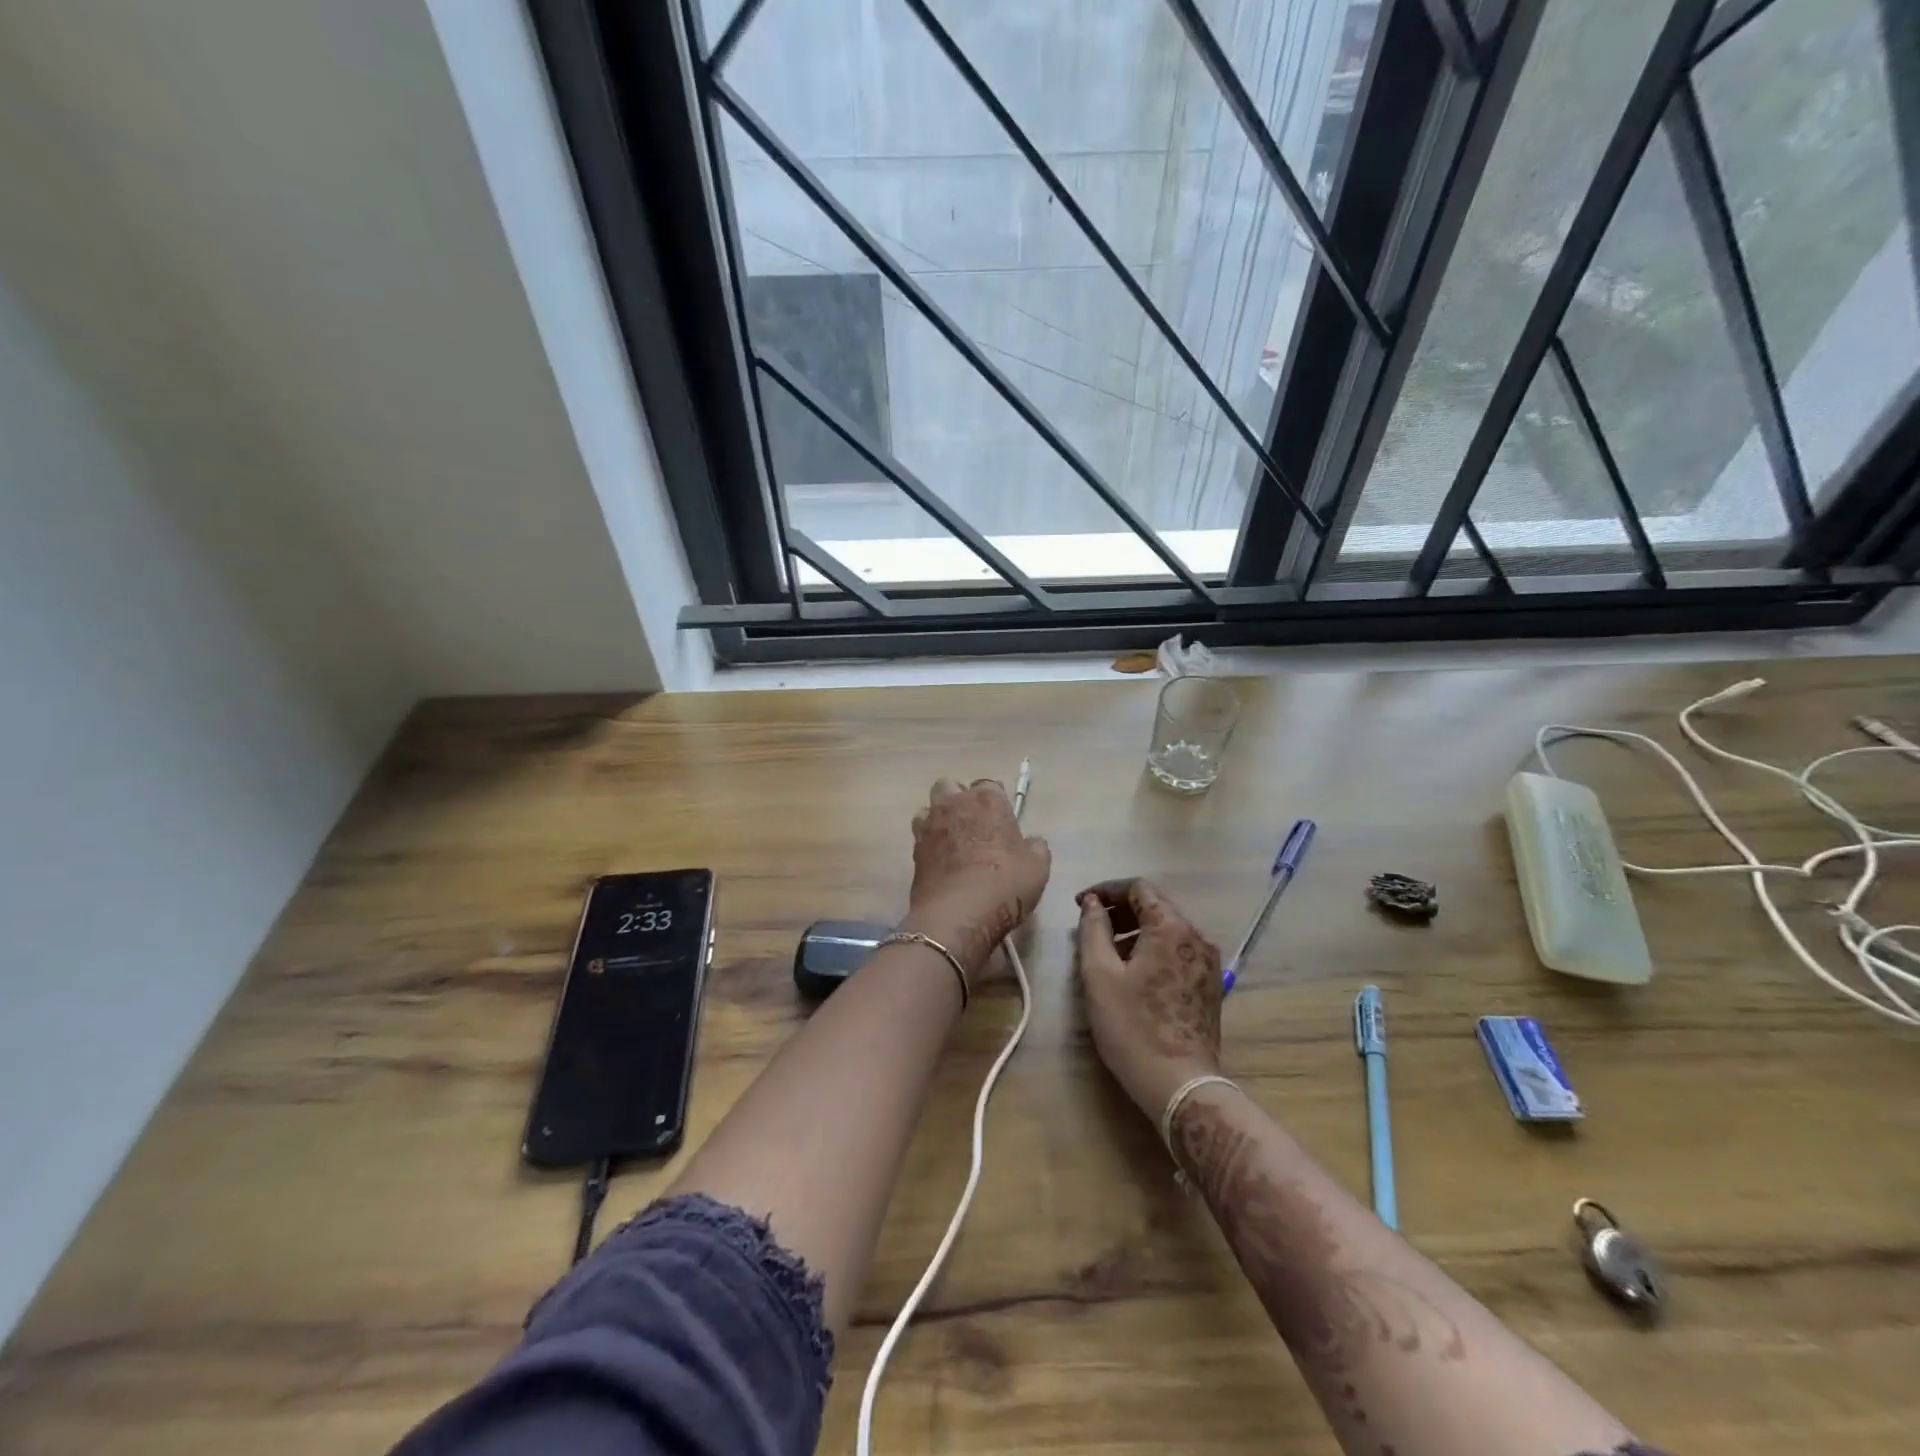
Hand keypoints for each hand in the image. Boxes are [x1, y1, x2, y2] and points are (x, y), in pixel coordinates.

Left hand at [905, 777, 1051, 972]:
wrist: (958, 915)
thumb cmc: (1004, 884)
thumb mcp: (1037, 868)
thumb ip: (1035, 847)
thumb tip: (1032, 842)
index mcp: (987, 801)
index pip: (989, 784)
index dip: (995, 800)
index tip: (1002, 819)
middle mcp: (954, 805)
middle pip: (950, 786)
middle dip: (958, 798)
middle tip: (973, 824)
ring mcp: (930, 826)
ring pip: (929, 808)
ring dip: (938, 818)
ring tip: (952, 841)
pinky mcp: (914, 850)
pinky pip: (920, 836)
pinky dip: (929, 843)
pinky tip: (940, 862)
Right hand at [1076, 879, 1223, 1118]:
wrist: (1180, 1085)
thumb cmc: (1133, 1027)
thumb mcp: (1099, 975)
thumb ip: (1093, 929)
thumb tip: (1093, 904)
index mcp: (1171, 928)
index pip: (1139, 888)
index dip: (1107, 889)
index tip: (1081, 904)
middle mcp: (1196, 937)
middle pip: (1156, 906)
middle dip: (1120, 911)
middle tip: (1090, 927)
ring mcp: (1208, 963)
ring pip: (1167, 930)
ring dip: (1135, 931)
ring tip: (1106, 952)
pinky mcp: (1210, 985)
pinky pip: (1177, 952)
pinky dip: (1152, 950)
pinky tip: (1132, 973)